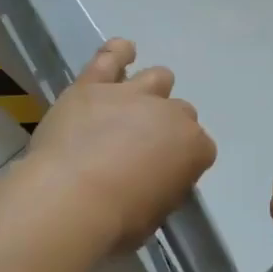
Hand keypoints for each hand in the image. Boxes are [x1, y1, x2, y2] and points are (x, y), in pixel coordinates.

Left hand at [23, 38, 215, 252]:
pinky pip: (111, 56)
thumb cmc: (118, 219)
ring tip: (135, 105)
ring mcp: (133, 94)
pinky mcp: (94, 85)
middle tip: (143, 148)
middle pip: (181, 112)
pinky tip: (123, 52)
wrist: (70, 198)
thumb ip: (165, 187)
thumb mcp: (156, 214)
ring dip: (152, 91)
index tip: (166, 174)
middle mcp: (170, 114)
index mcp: (193, 147)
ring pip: (158, 78)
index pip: (201, 148)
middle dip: (167, 127)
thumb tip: (158, 180)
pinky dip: (119, 52)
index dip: (184, 160)